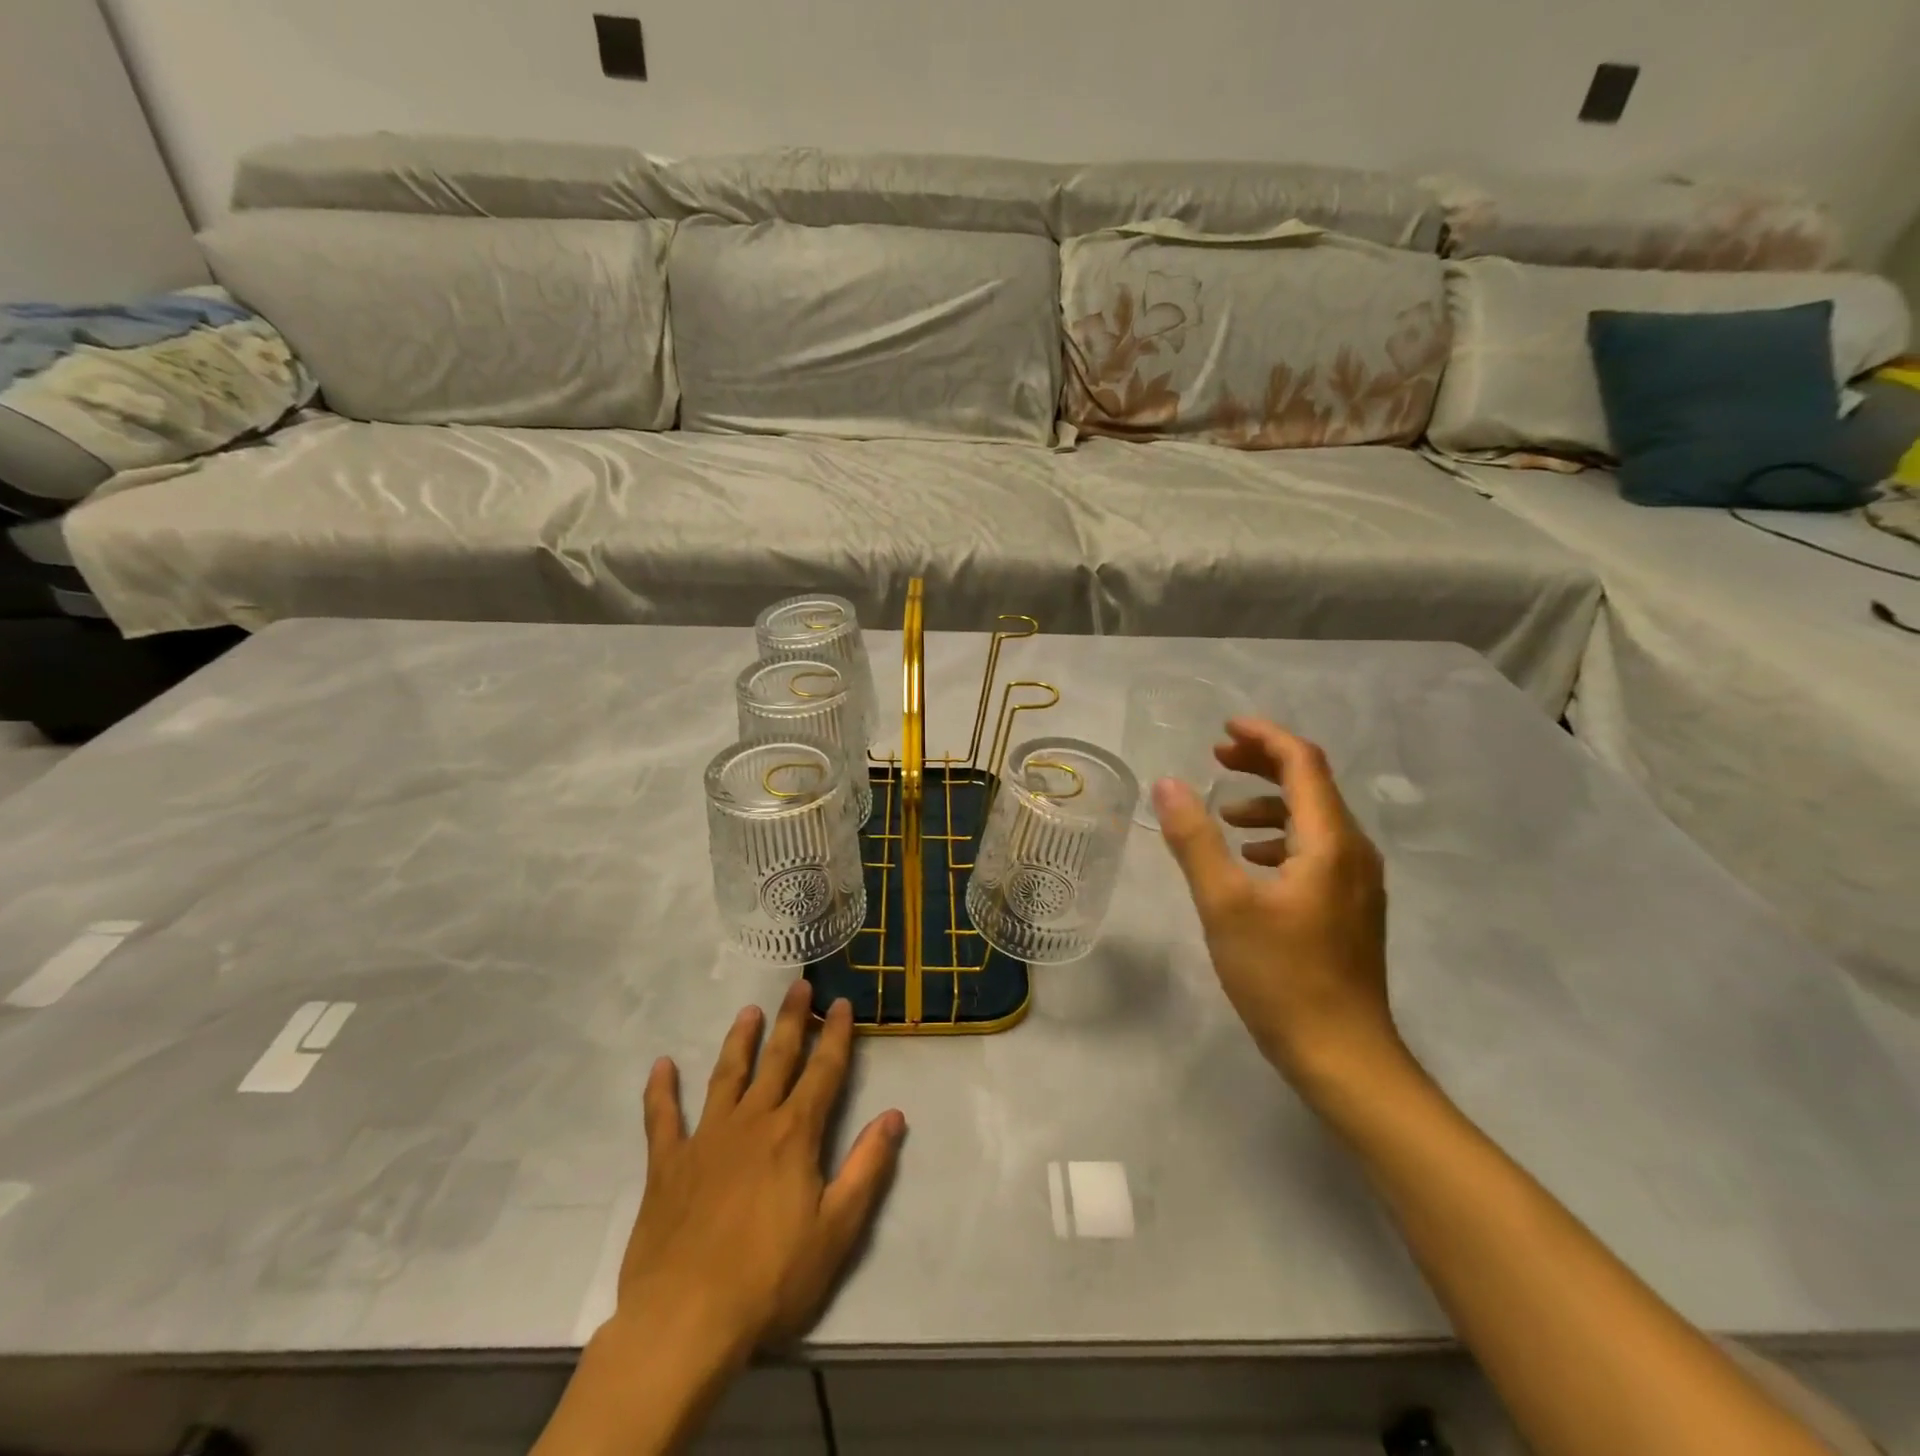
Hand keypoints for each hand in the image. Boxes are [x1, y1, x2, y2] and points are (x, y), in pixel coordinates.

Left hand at [611, 982, 906, 1360]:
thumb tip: (894, 1115)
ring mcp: (706, 1139)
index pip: (823, 1072)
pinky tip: (661, 1066)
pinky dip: (660, 1091)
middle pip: (777, 1059)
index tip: (841, 1003)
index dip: (836, 1035)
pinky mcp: (668, 1165)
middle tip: (799, 985)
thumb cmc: (770, 1280)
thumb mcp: (837, 1231)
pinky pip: (662, 1118)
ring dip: (739, 1040)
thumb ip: (868, 1168)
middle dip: (792, 1020)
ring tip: (748, 1011)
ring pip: (726, 1075)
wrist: (685, 1321)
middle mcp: (752, 1122)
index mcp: (794, 1134)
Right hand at [1153, 717, 1401, 1094]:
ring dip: (1269, 805)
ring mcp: (1357, 882)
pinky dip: (1280, 839)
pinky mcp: (1350, 908)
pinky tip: (1252, 863)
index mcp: (1329, 841)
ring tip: (1225, 817)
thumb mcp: (1224, 905)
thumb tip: (1168, 784)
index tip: (1223, 729)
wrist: (1344, 1056)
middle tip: (1217, 758)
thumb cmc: (1281, 978)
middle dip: (1263, 764)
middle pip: (1312, 785)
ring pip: (1314, 820)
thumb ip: (1195, 840)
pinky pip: (1316, 850)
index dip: (1264, 737)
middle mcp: (1354, 852)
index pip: (1303, 763)